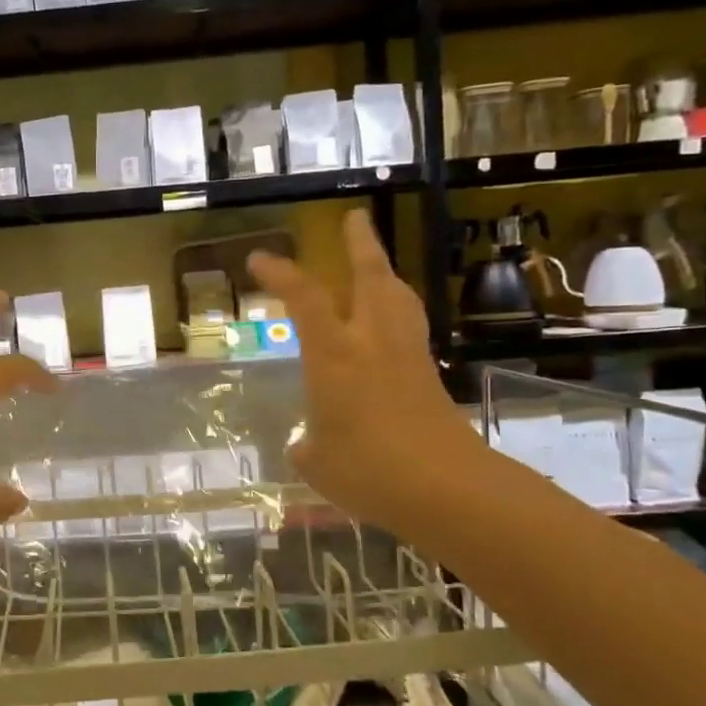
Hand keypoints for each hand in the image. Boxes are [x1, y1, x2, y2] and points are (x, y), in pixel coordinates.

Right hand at [248, 211, 471, 529]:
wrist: (445, 488)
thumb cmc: (368, 470)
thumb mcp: (316, 462)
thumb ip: (308, 445)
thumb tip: (308, 443)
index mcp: (335, 355)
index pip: (305, 299)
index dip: (281, 274)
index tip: (260, 259)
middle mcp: (372, 343)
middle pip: (372, 277)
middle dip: (361, 244)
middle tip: (355, 218)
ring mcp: (407, 357)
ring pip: (399, 298)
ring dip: (386, 272)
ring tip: (377, 263)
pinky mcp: (430, 376)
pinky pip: (412, 328)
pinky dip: (400, 312)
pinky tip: (392, 327)